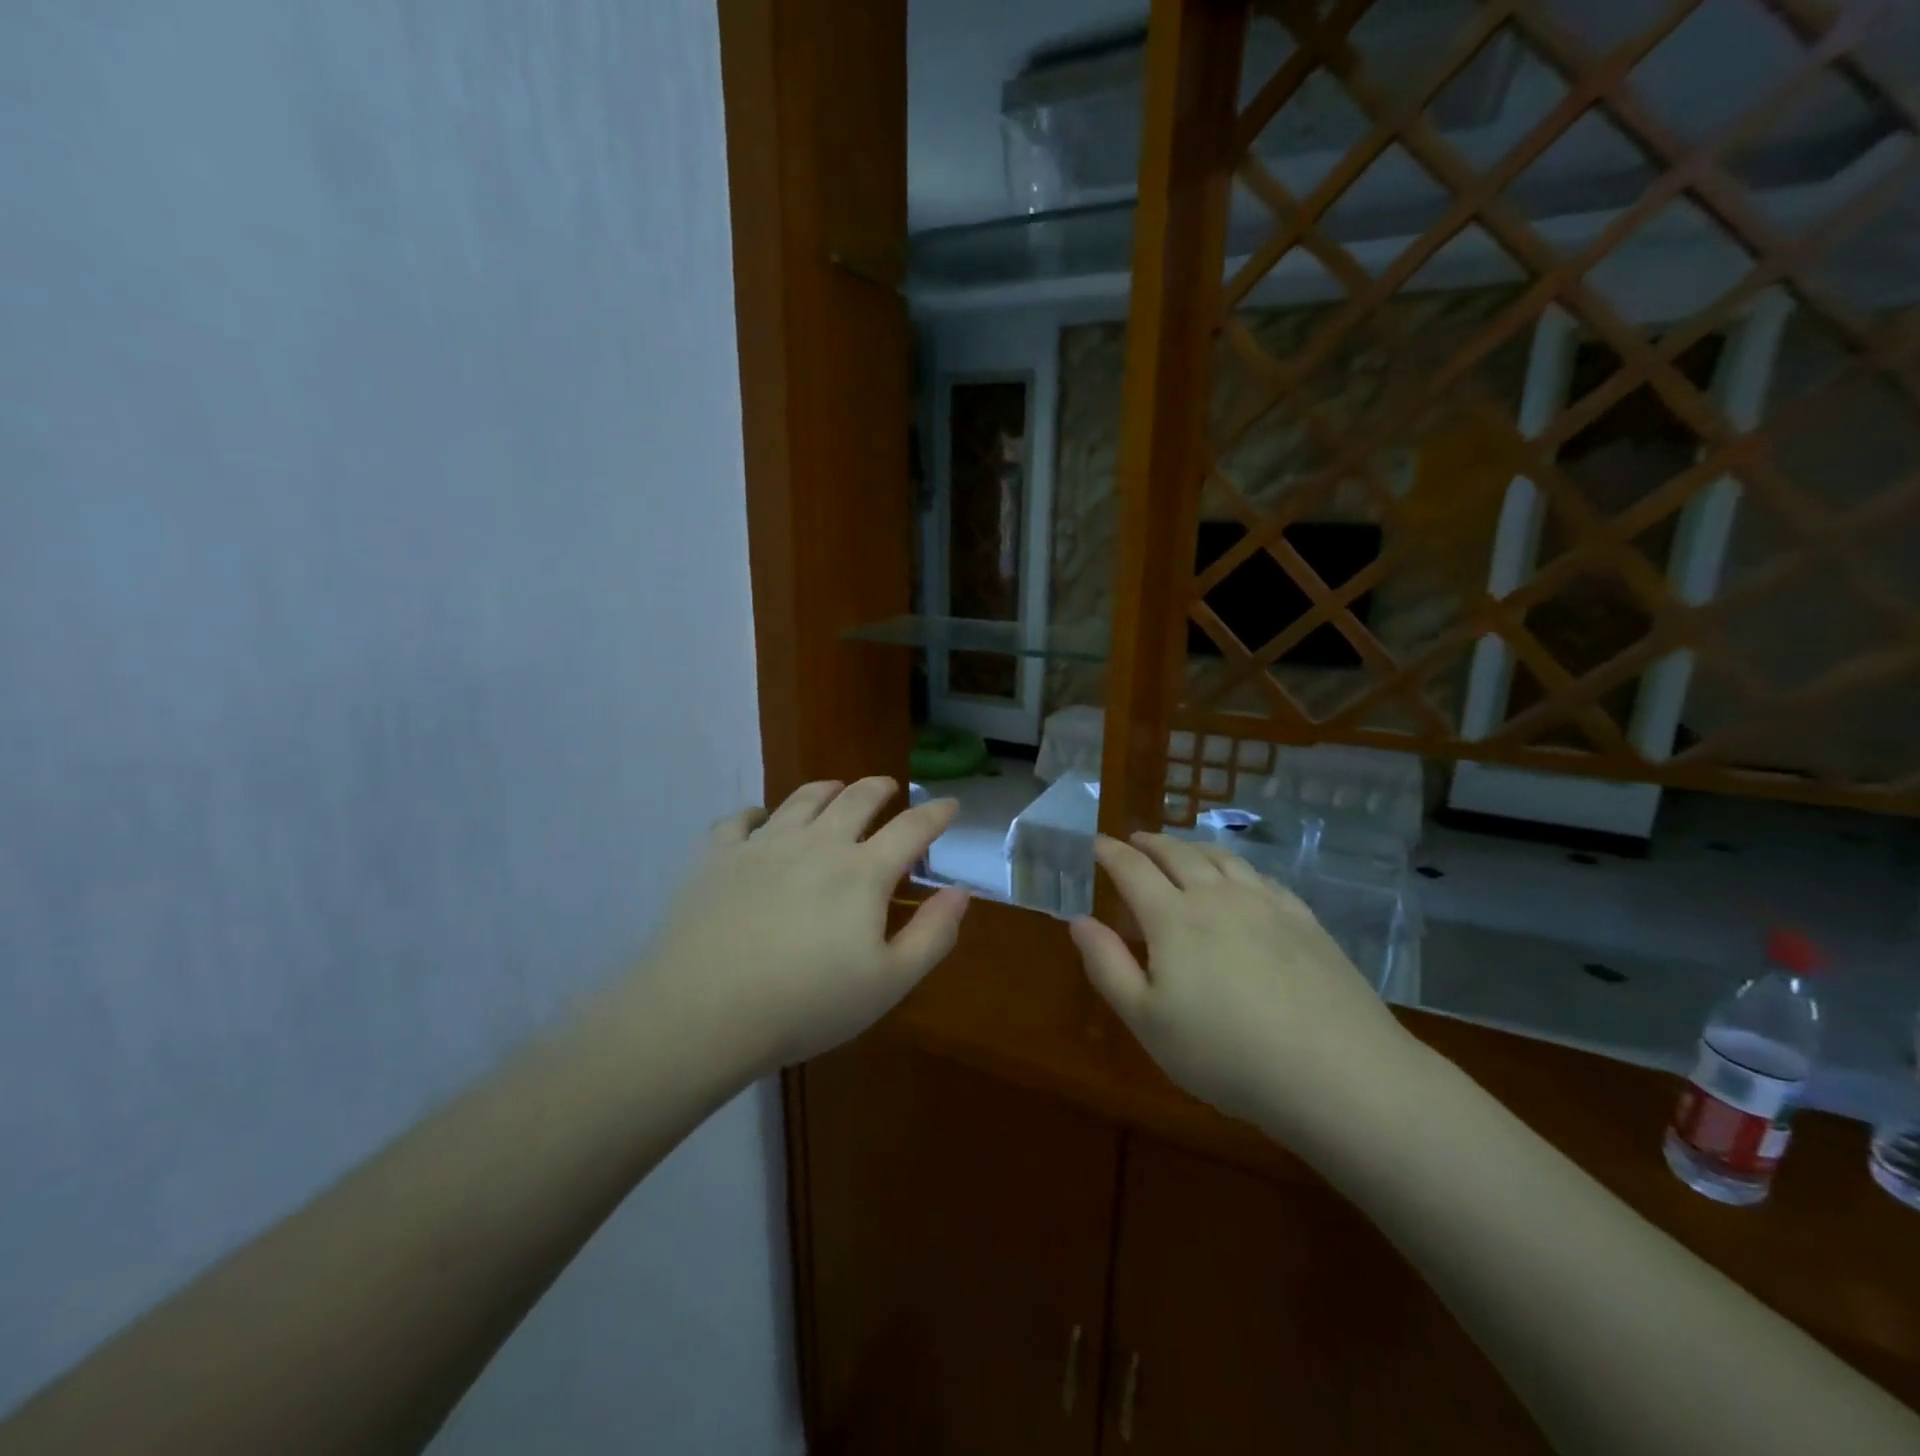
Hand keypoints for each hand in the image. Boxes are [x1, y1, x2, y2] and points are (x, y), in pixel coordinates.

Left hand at [642, 777, 970, 1077]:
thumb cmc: (807, 1004)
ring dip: (827, 789)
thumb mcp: (889, 982)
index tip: (950, 804)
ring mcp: (763, 845)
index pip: (911, 828)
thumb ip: (933, 934)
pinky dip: (756, 814)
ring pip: (802, 799)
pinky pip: (739, 821)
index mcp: (863, 872)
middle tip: (889, 787)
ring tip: (835, 788)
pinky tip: (758, 820)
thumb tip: (961, 891)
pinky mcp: (717, 856)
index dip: (936, 813)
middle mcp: (817, 843)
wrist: (703, 1011)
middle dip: (880, 788)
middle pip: (856, 799)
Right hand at [1070, 833, 1418, 1149]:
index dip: (1111, 853)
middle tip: (1136, 840)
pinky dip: (1237, 866)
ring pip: (1221, 858)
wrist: (1336, 1071)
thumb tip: (1079, 920)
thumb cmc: (1225, 1053)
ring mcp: (1266, 904)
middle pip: (1177, 854)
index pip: (1132, 869)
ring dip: (1193, 847)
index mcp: (1172, 918)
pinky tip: (1241, 878)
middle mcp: (1216, 896)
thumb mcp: (1147, 1021)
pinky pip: (1261, 877)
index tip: (1098, 842)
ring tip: (1182, 849)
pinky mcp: (1304, 920)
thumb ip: (1107, 966)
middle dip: (1151, 843)